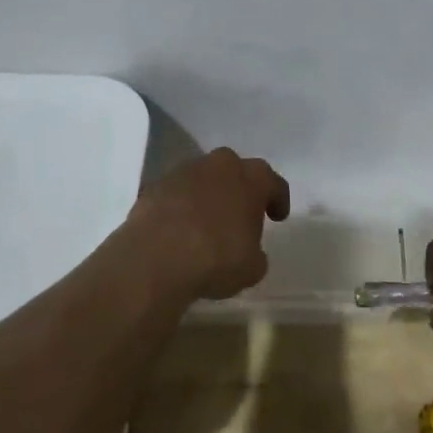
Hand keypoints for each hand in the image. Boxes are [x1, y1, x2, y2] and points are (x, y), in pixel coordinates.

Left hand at [124, 148, 290, 300]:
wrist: (154, 258)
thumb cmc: (216, 258)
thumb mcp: (252, 267)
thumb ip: (255, 253)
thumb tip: (248, 252)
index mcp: (252, 178)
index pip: (273, 182)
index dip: (278, 199)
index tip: (277, 217)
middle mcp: (220, 165)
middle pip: (236, 171)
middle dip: (240, 189)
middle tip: (241, 214)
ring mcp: (184, 171)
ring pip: (204, 179)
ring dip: (209, 195)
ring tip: (207, 223)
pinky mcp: (155, 185)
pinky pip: (177, 193)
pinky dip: (182, 206)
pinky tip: (180, 230)